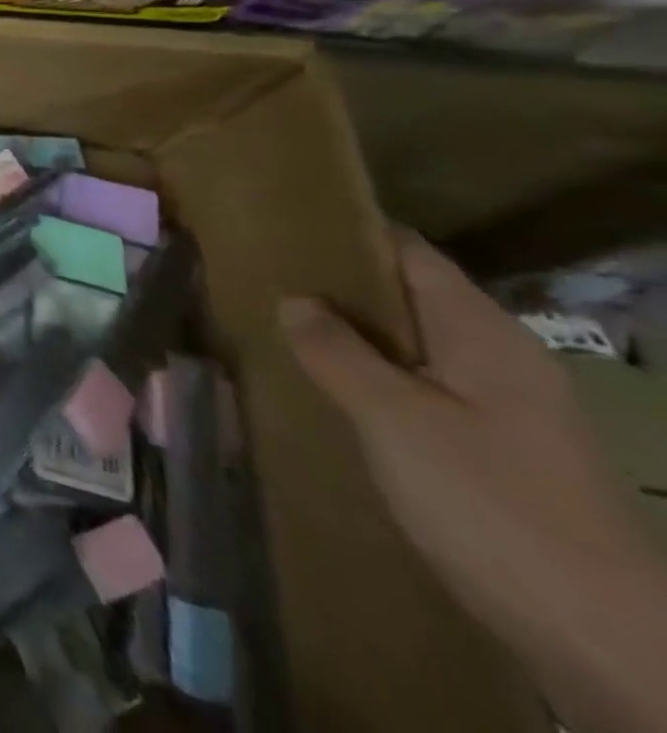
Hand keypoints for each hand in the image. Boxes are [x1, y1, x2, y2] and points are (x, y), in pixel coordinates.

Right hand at [280, 228, 666, 732]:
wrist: (606, 642)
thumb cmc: (491, 505)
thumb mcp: (394, 419)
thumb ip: (337, 351)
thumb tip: (294, 300)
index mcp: (483, 334)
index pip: (408, 253)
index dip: (347, 234)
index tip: (281, 227)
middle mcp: (500, 359)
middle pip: (409, 299)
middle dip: (339, 289)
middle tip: (263, 280)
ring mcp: (506, 409)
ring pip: (413, 349)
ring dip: (353, 339)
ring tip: (281, 331)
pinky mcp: (499, 453)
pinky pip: (423, 391)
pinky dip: (374, 381)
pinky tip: (331, 394)